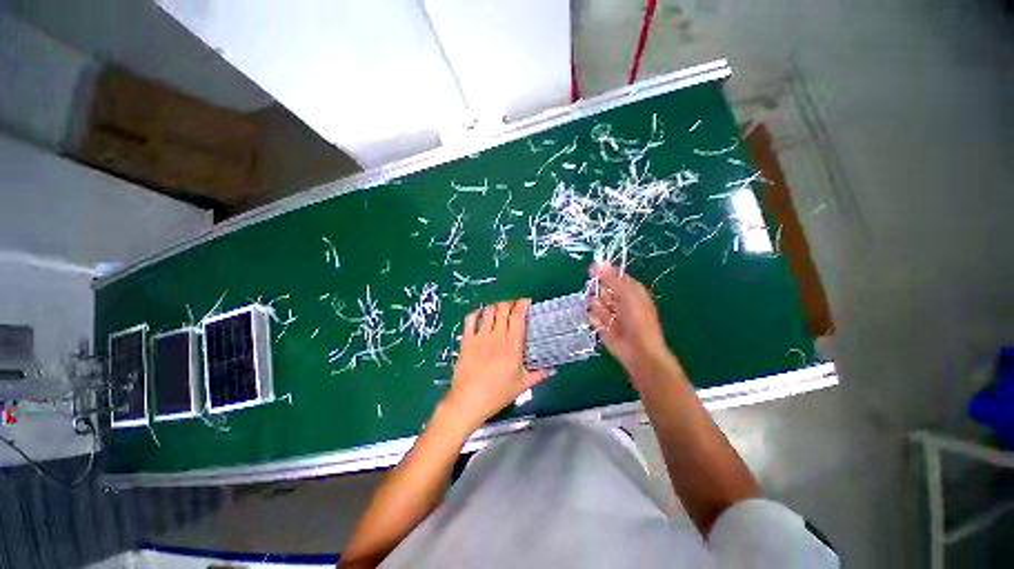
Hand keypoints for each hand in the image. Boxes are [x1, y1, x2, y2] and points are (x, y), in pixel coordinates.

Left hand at [443, 299, 551, 430]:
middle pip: (503, 309)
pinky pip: (470, 320)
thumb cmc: (497, 394)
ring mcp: (480, 337)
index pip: (518, 317)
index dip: (522, 305)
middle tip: (513, 307)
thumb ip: (538, 375)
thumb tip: (552, 370)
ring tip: (499, 310)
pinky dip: (477, 313)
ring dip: (495, 307)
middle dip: (509, 303)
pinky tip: (481, 314)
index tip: (526, 302)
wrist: (469, 401)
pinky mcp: (467, 340)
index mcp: (512, 345)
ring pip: (488, 311)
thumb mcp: (521, 385)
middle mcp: (497, 336)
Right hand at [588, 263, 678, 381]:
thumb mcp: (627, 294)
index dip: (603, 273)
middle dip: (598, 291)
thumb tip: (600, 263)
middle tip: (604, 298)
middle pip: (601, 288)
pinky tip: (603, 325)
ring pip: (594, 302)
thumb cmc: (638, 320)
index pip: (613, 276)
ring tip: (606, 315)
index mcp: (630, 290)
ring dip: (597, 307)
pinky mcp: (601, 326)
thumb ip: (612, 279)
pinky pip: (591, 317)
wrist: (638, 351)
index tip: (591, 271)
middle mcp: (619, 300)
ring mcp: (609, 313)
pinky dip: (595, 320)